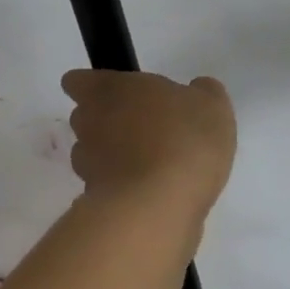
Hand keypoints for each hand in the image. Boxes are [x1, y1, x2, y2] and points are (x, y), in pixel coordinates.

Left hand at [61, 70, 235, 221]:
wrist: (160, 207)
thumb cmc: (184, 139)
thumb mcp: (212, 104)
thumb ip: (202, 91)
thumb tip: (195, 90)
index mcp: (110, 89)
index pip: (77, 81)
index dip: (97, 86)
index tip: (124, 94)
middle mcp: (89, 123)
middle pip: (87, 116)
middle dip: (110, 120)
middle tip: (147, 126)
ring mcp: (87, 165)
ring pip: (94, 152)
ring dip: (115, 155)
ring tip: (152, 163)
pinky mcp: (93, 200)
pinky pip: (107, 185)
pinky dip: (124, 186)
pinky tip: (154, 192)